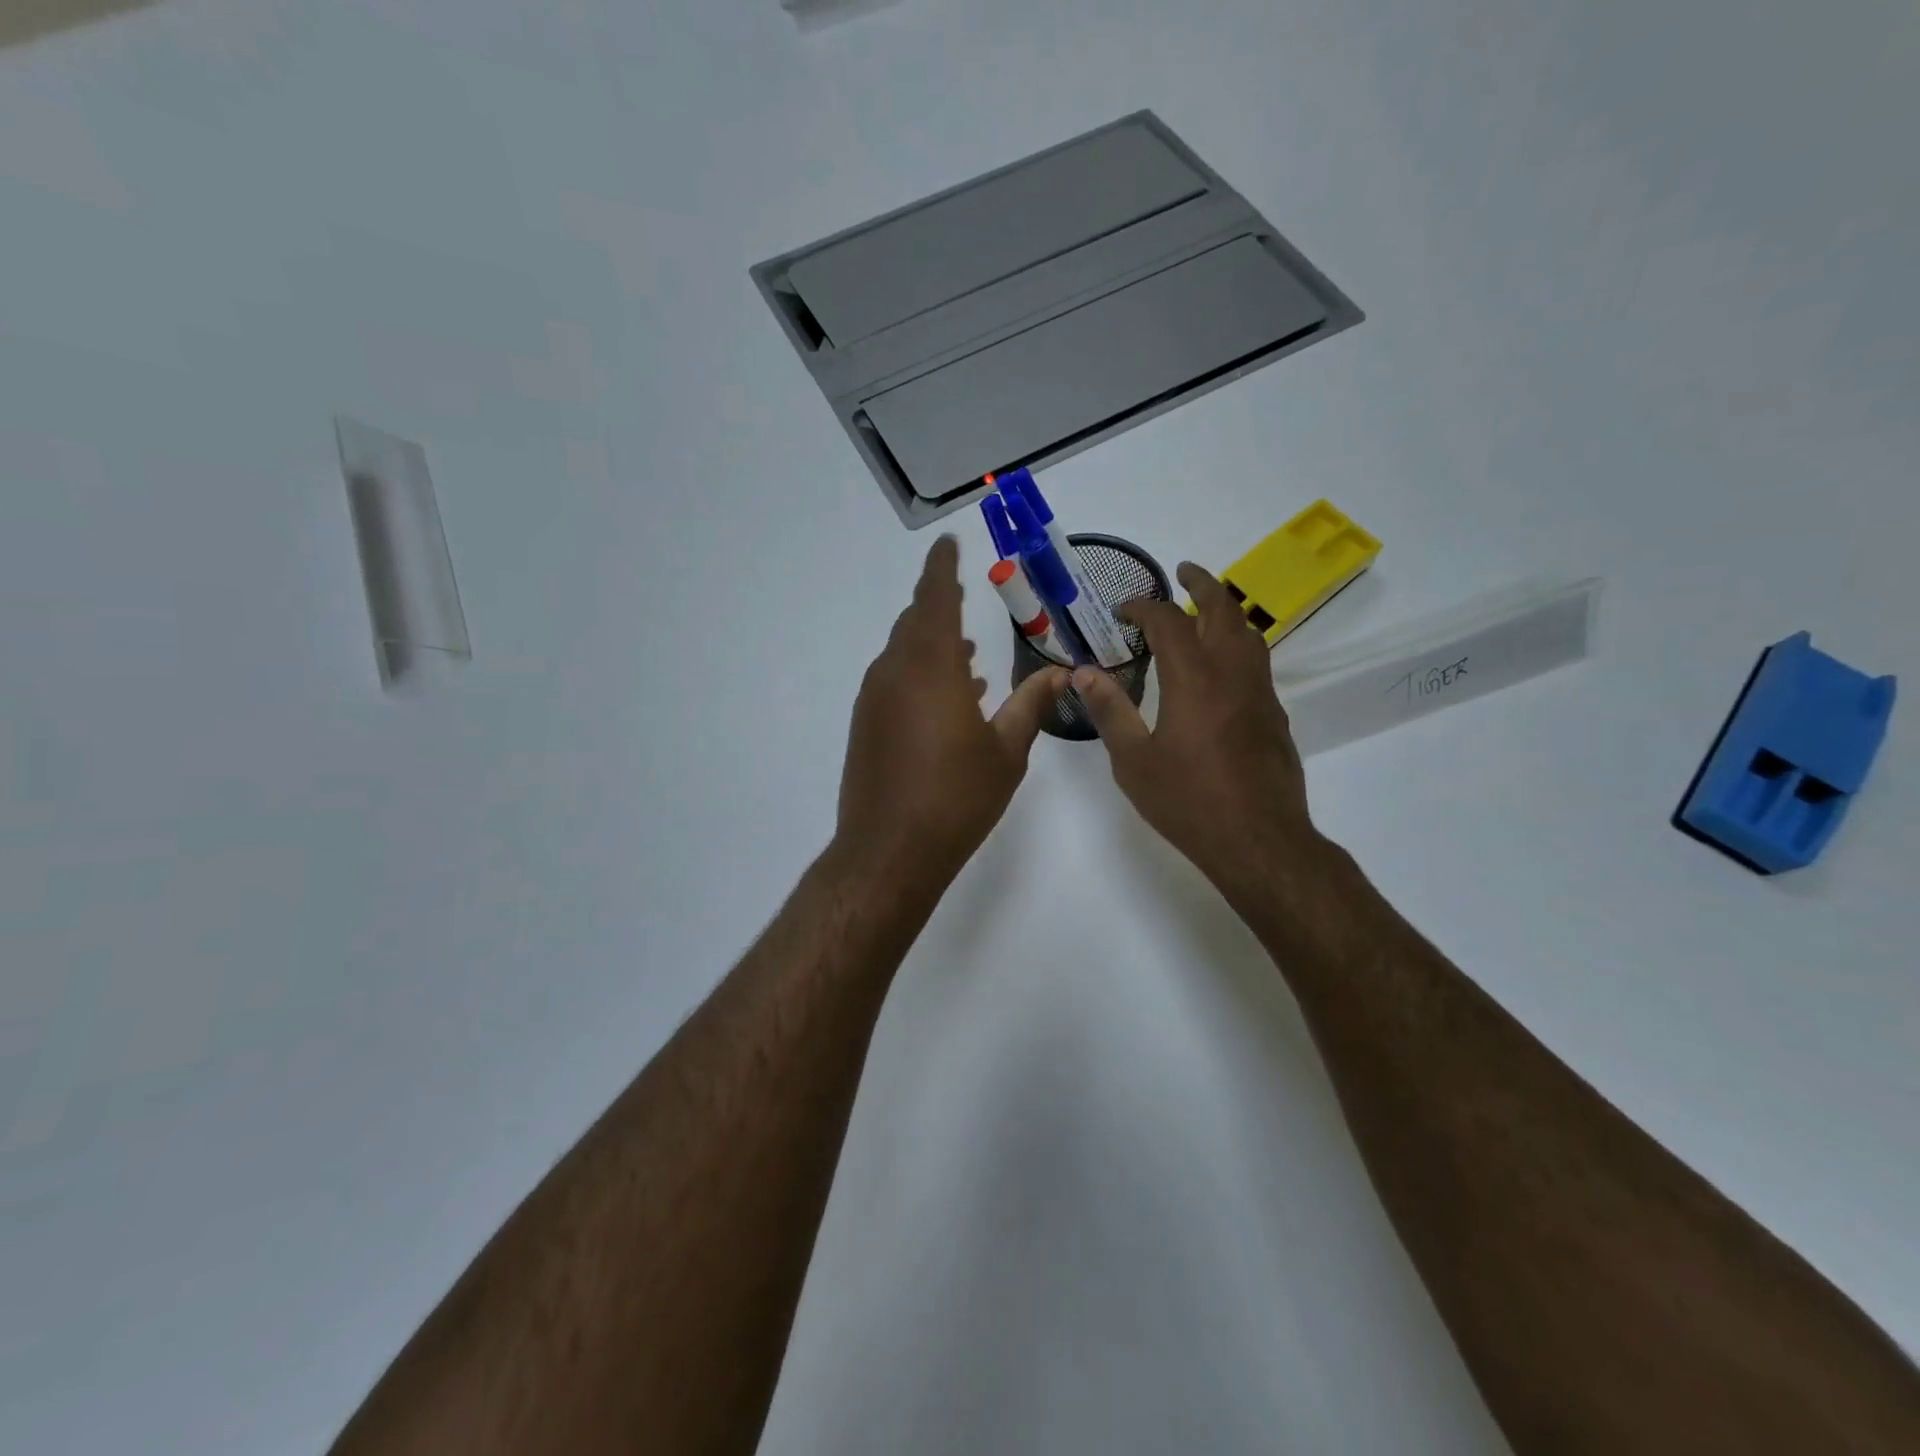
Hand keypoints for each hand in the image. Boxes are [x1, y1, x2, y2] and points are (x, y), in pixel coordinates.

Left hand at [837, 536, 1068, 884]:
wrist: (890, 850)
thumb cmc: (956, 798)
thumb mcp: (1006, 751)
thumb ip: (1030, 705)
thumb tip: (1061, 674)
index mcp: (931, 668)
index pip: (935, 600)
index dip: (942, 569)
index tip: (947, 544)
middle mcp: (895, 673)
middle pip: (915, 623)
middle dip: (940, 607)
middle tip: (965, 599)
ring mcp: (875, 699)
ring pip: (903, 653)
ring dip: (932, 645)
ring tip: (970, 656)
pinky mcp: (866, 725)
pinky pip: (894, 681)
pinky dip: (919, 675)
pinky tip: (948, 699)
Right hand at [1073, 562, 1320, 904]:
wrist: (1259, 840)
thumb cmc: (1188, 802)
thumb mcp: (1134, 761)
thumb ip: (1110, 712)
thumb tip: (1084, 674)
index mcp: (1194, 680)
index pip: (1170, 622)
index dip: (1145, 607)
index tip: (1123, 609)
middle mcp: (1232, 675)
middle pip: (1223, 610)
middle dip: (1201, 585)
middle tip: (1182, 572)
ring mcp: (1260, 693)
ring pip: (1249, 633)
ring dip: (1225, 611)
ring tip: (1204, 610)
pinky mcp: (1274, 715)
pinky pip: (1257, 662)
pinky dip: (1237, 644)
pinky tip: (1220, 667)